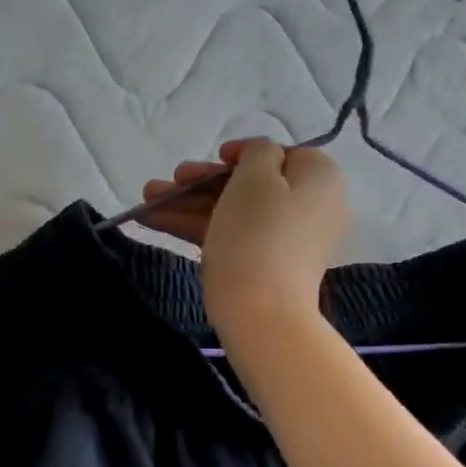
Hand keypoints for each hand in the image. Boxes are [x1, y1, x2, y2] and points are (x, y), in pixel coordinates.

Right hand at [140, 137, 349, 340]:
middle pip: (249, 185)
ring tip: (146, 201)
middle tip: (166, 182)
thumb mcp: (256, 177)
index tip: (213, 158)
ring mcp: (287, 240)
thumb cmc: (258, 235)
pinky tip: (156, 220)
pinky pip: (232, 236)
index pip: (279, 154)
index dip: (240, 153)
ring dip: (188, 203)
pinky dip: (198, 226)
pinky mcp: (266, 267)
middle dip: (201, 183)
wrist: (262, 314)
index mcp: (320, 177)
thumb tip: (260, 156)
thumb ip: (257, 152)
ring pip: (233, 211)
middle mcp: (311, 206)